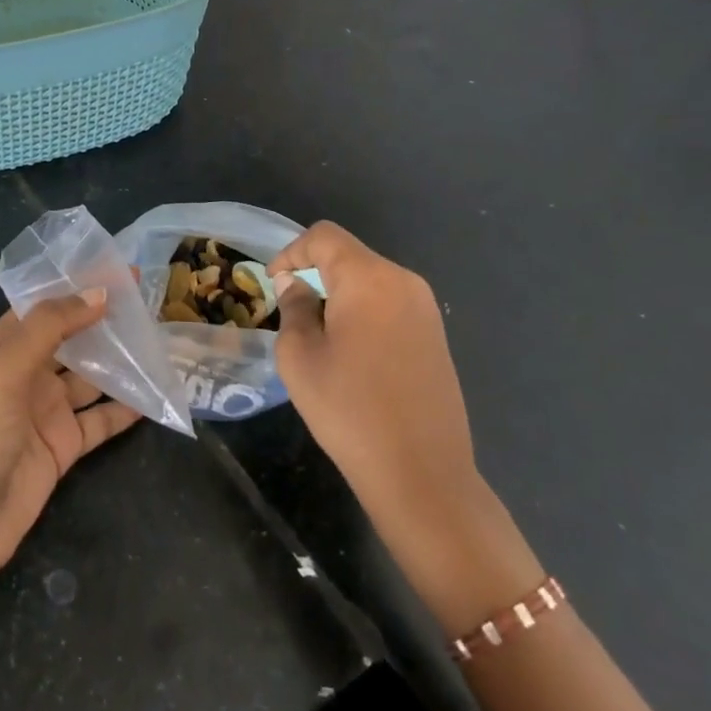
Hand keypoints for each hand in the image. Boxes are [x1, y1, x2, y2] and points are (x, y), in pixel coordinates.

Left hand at [0, 290, 140, 590]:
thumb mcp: (4, 369)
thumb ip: (51, 327)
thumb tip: (99, 293)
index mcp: (1, 347)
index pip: (46, 306)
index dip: (81, 287)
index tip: (124, 272)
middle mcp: (25, 373)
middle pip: (72, 339)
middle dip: (106, 322)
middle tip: (152, 304)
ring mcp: (45, 411)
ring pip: (91, 377)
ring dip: (120, 362)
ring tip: (161, 342)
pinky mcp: (63, 447)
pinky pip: (100, 420)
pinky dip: (125, 408)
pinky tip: (154, 393)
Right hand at [269, 222, 538, 631]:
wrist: (421, 473)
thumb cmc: (349, 409)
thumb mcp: (300, 356)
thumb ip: (295, 308)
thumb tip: (298, 286)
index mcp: (369, 279)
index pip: (324, 237)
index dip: (292, 252)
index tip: (274, 284)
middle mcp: (403, 282)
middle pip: (350, 256)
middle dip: (315, 273)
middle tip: (291, 311)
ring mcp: (425, 309)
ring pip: (370, 280)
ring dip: (339, 294)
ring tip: (318, 334)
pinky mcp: (436, 335)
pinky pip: (390, 304)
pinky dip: (363, 312)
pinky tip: (352, 352)